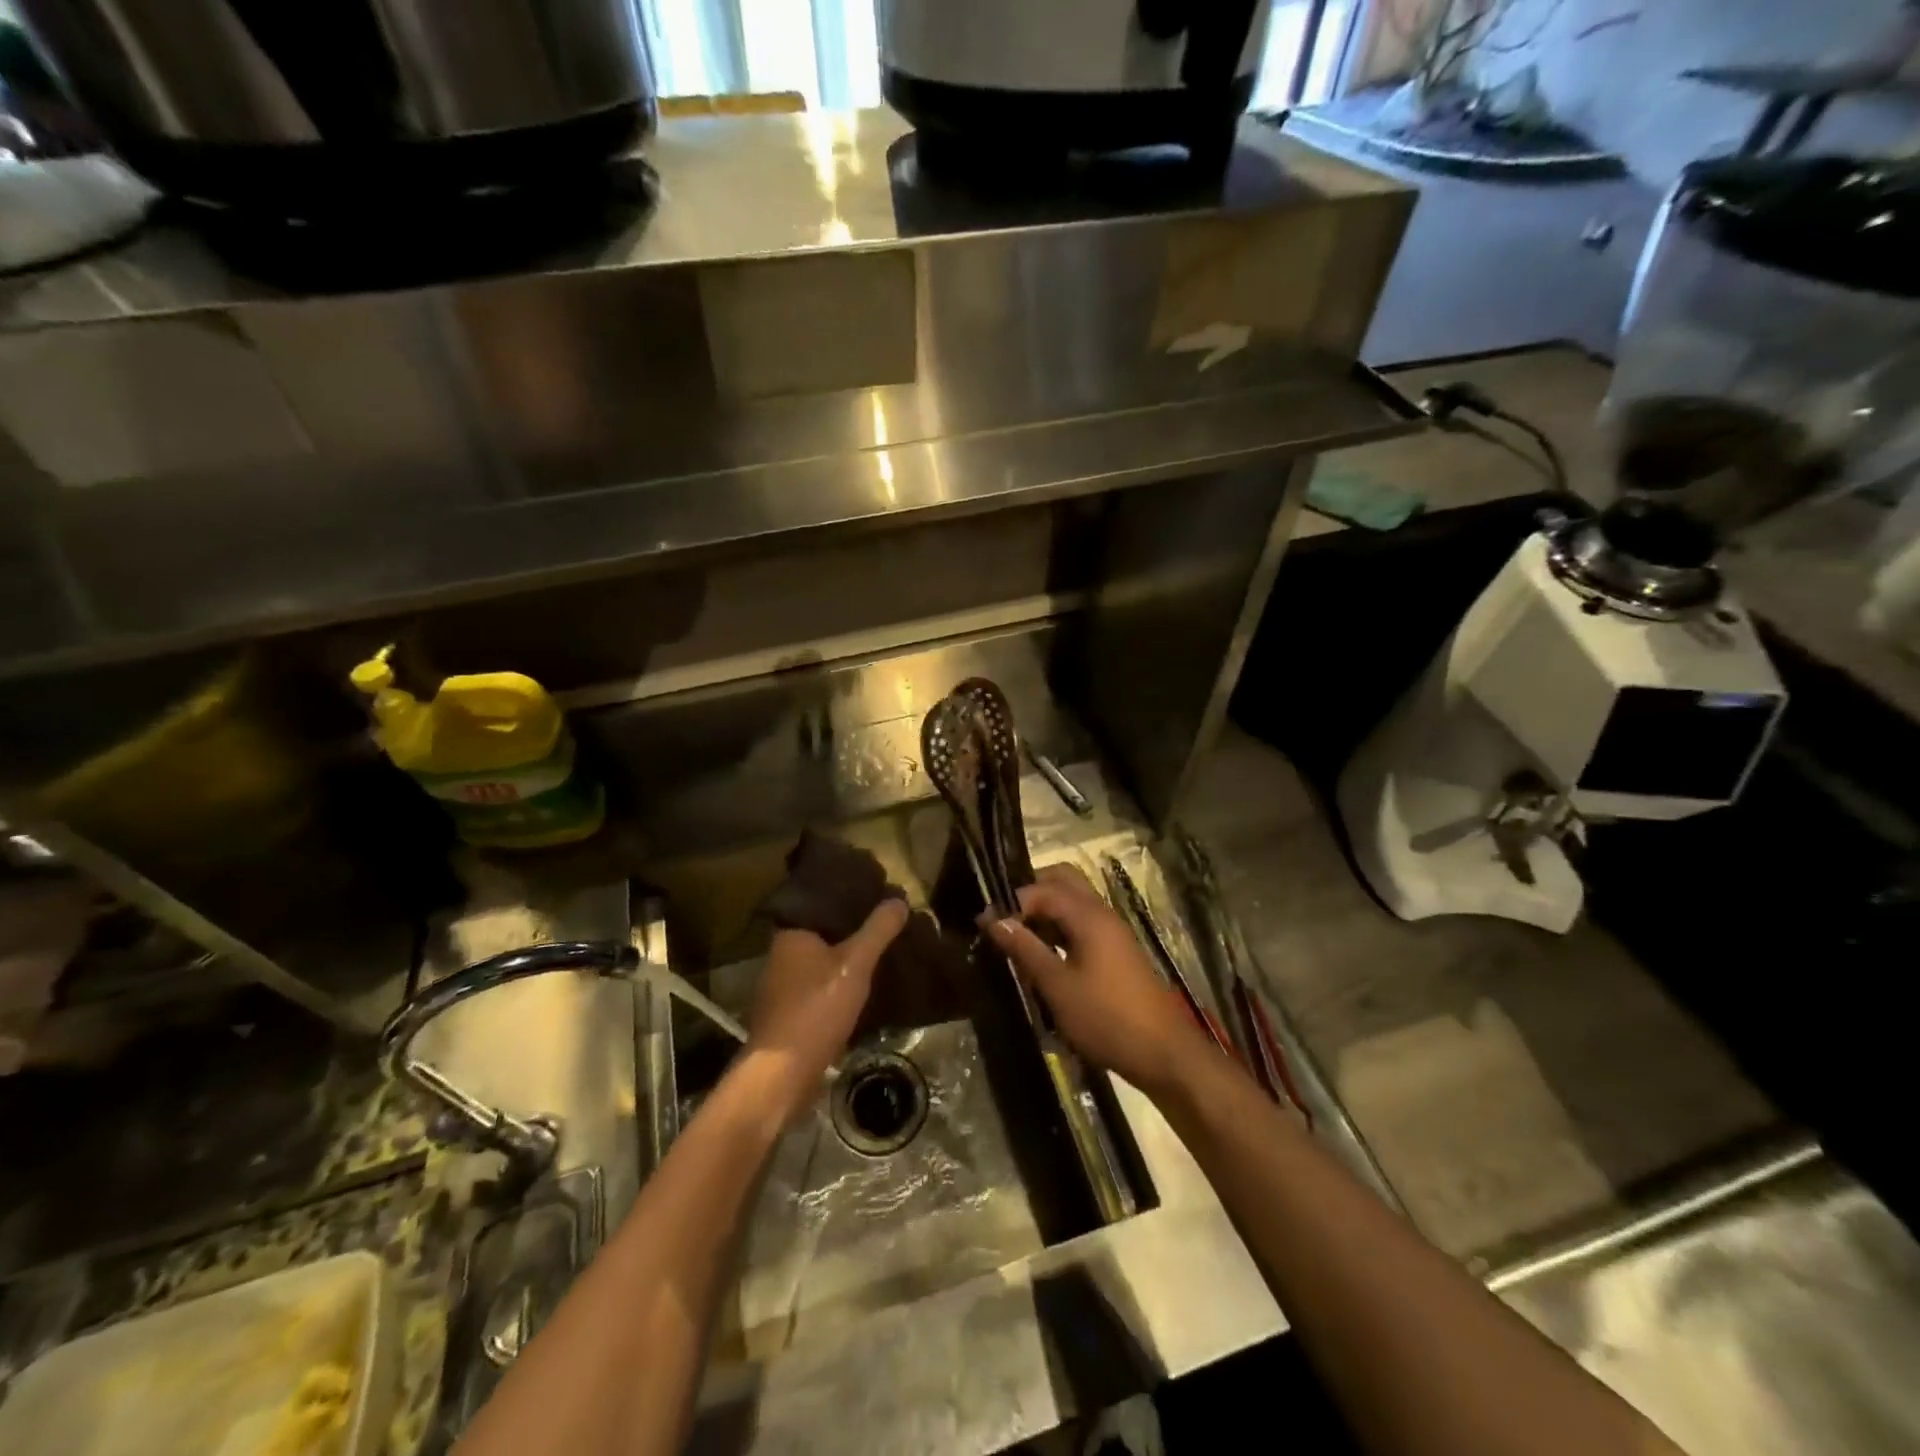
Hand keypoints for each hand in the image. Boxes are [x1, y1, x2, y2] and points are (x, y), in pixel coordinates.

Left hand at [746, 898, 908, 1114]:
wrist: (782, 1074)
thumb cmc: (815, 1009)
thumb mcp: (855, 964)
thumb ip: (878, 930)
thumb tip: (899, 899)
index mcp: (790, 934)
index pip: (821, 902)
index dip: (849, 896)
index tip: (876, 893)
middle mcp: (780, 955)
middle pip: (822, 932)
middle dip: (851, 929)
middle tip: (885, 922)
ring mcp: (781, 987)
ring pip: (820, 961)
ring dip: (844, 959)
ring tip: (878, 951)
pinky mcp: (787, 1013)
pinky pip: (818, 986)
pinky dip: (837, 983)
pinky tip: (861, 987)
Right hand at [983, 864, 1212, 1095]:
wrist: (1164, 1053)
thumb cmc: (1107, 1019)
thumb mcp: (1058, 987)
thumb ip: (1026, 949)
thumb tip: (994, 920)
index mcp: (1089, 916)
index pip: (1043, 889)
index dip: (1012, 901)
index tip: (985, 923)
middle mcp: (1102, 914)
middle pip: (1063, 882)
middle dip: (1031, 892)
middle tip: (1004, 918)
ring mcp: (1112, 932)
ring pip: (1074, 902)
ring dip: (1045, 910)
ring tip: (1017, 937)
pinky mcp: (1115, 951)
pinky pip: (1082, 923)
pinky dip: (1060, 928)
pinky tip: (1042, 955)